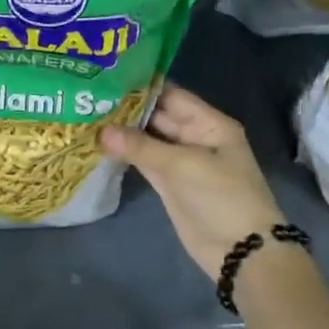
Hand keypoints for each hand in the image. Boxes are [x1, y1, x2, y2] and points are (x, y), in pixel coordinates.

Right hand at [99, 83, 285, 279]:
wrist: (241, 252)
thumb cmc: (221, 197)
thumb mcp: (182, 166)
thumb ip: (141, 146)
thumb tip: (100, 131)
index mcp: (209, 123)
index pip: (171, 95)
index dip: (142, 85)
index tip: (107, 76)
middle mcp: (195, 136)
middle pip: (158, 115)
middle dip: (127, 107)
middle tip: (89, 95)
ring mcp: (181, 161)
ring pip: (148, 139)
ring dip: (122, 131)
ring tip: (87, 115)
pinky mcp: (170, 184)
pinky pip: (144, 161)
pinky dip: (125, 154)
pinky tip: (99, 144)